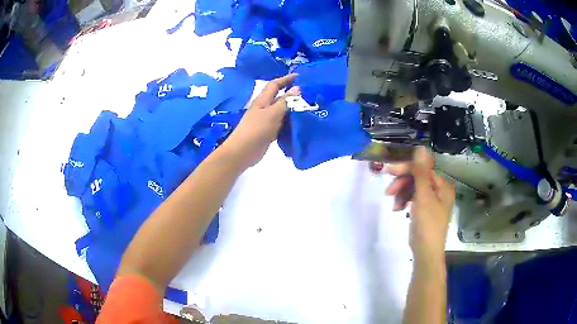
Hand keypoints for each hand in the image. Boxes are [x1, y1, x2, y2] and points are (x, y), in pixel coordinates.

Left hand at [223, 74, 299, 168]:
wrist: (243, 151)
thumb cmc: (256, 129)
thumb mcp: (272, 113)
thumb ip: (285, 101)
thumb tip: (298, 88)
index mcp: (263, 100)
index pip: (275, 85)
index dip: (286, 79)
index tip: (300, 76)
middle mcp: (264, 108)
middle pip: (279, 97)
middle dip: (292, 93)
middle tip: (308, 92)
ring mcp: (266, 120)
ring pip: (281, 110)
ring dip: (293, 107)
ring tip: (308, 106)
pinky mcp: (269, 131)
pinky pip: (282, 123)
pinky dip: (290, 121)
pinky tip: (300, 123)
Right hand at [383, 147, 454, 258]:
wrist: (426, 251)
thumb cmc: (427, 224)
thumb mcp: (423, 196)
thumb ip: (421, 172)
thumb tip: (421, 147)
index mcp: (442, 185)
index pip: (422, 169)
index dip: (405, 169)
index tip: (388, 171)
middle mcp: (439, 190)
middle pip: (417, 178)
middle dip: (402, 184)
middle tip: (388, 191)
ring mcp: (432, 201)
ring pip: (413, 189)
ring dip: (402, 194)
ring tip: (394, 205)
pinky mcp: (424, 210)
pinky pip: (413, 199)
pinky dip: (404, 201)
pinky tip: (397, 209)